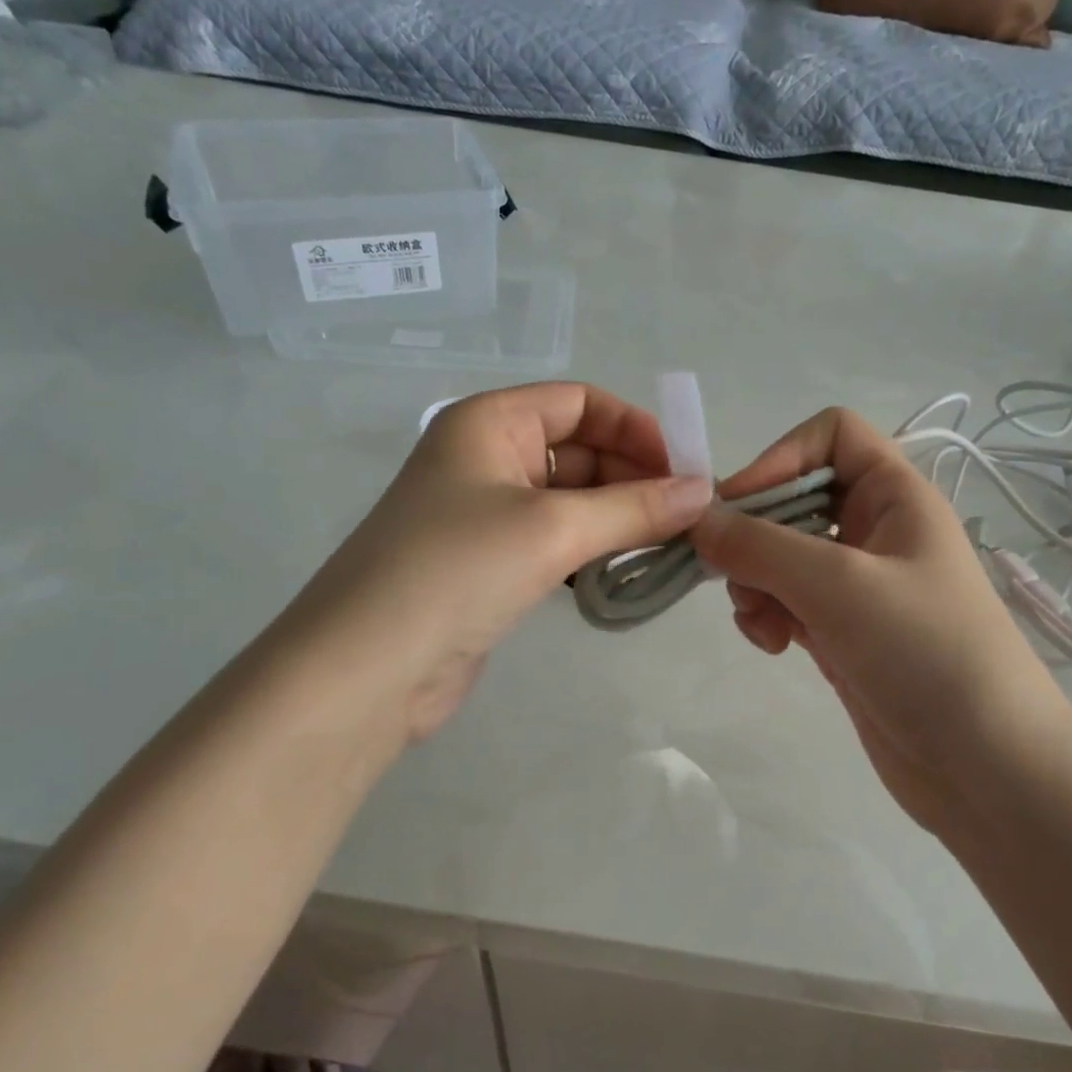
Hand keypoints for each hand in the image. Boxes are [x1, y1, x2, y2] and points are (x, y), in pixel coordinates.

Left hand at [294, 384, 711, 739]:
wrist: (369, 669)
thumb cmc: (458, 571)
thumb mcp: (553, 529)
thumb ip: (634, 508)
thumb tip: (702, 491)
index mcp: (489, 422)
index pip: (580, 402)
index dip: (636, 428)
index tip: (684, 472)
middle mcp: (486, 458)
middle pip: (580, 450)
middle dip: (635, 478)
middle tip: (689, 518)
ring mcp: (486, 514)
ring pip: (572, 500)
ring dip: (619, 518)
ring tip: (670, 546)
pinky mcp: (490, 565)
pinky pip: (556, 541)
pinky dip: (593, 550)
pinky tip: (625, 571)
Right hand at [690, 408, 1071, 834]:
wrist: (985, 765)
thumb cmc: (925, 651)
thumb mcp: (838, 585)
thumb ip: (760, 546)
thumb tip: (698, 522)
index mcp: (896, 495)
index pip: (832, 435)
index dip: (781, 457)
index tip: (739, 507)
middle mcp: (877, 530)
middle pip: (795, 499)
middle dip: (755, 534)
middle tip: (732, 575)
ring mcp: (859, 585)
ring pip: (782, 555)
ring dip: (755, 581)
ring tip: (759, 622)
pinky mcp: (844, 632)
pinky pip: (787, 602)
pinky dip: (769, 616)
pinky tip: (773, 646)